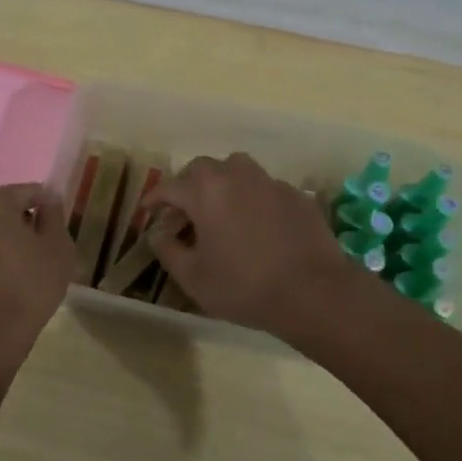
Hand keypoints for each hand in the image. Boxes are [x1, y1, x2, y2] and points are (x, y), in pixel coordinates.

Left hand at [0, 184, 75, 355]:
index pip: (30, 192)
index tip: (60, 231)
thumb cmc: (28, 285)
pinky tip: (2, 285)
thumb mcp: (57, 248)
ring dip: (4, 243)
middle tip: (44, 250)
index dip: (50, 208)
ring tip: (24, 269)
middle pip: (4, 210)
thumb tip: (49, 199)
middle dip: (24, 224)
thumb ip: (54, 216)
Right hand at [146, 153, 358, 340]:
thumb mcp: (193, 277)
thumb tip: (158, 233)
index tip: (148, 210)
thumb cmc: (244, 286)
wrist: (313, 292)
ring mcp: (270, 182)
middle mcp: (236, 175)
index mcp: (205, 191)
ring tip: (220, 210)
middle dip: (188, 186)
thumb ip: (168, 250)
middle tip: (184, 212)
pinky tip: (256, 224)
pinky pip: (264, 188)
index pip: (170, 187)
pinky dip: (252, 199)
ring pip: (237, 170)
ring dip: (222, 184)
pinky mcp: (296, 195)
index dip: (155, 199)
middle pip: (203, 169)